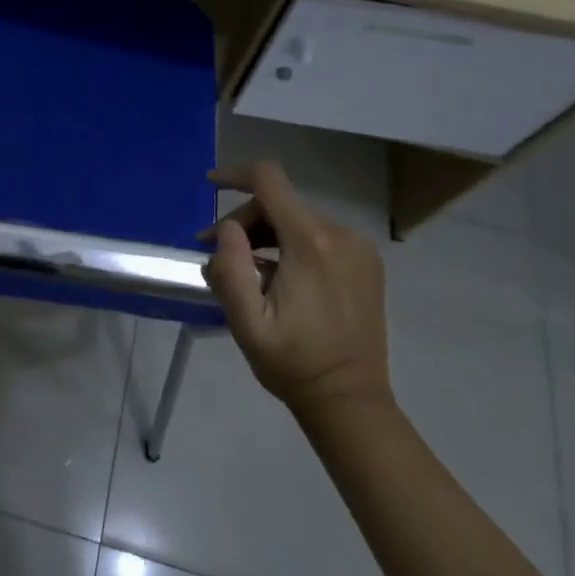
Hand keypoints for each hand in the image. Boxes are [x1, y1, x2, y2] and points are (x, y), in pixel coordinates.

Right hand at [202, 161, 390, 421]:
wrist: (350, 401)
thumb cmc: (293, 364)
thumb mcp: (246, 323)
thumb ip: (229, 268)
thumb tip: (226, 228)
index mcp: (311, 244)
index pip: (269, 181)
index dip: (235, 174)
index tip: (208, 183)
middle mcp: (341, 235)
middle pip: (280, 203)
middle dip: (244, 221)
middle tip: (218, 255)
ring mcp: (359, 248)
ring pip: (297, 219)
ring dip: (265, 235)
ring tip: (246, 272)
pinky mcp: (366, 263)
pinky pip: (318, 236)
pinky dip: (289, 245)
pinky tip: (277, 277)